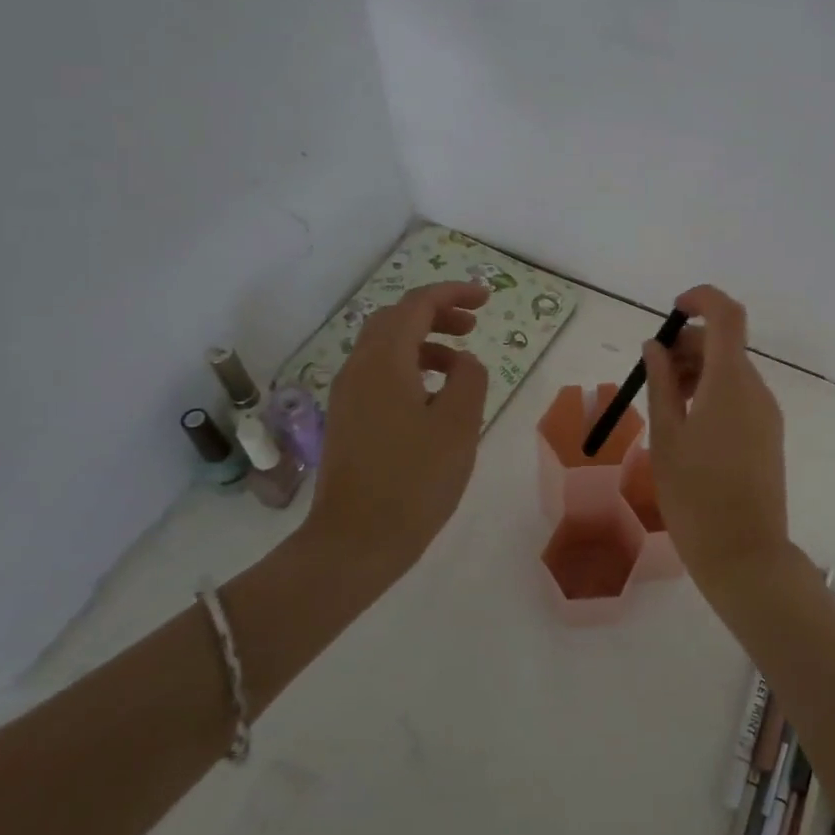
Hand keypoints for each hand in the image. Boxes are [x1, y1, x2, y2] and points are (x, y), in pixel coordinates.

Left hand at [305, 281, 490, 571]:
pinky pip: (379, 375)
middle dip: (436, 313)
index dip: (453, 294)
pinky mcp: (347, 420)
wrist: (355, 541)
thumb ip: (469, 380)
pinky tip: (433, 399)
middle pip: (395, 320)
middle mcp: (358, 369)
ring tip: (460, 365)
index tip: (486, 298)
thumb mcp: (459, 425)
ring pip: (385, 348)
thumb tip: (463, 363)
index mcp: (384, 362)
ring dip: (424, 342)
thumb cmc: (414, 480)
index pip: (417, 305)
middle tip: (473, 325)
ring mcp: (347, 396)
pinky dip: (409, 368)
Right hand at [642, 285, 790, 597]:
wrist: (744, 553)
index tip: (672, 312)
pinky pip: (739, 397)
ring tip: (664, 406)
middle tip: (652, 375)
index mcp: (729, 382)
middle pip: (724, 345)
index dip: (701, 300)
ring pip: (731, 372)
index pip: (727, 315)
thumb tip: (655, 346)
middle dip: (687, 347)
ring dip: (697, 372)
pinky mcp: (769, 435)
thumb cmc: (694, 495)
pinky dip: (712, 394)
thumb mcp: (666, 437)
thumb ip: (660, 384)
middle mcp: (755, 389)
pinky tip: (687, 427)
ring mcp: (766, 413)